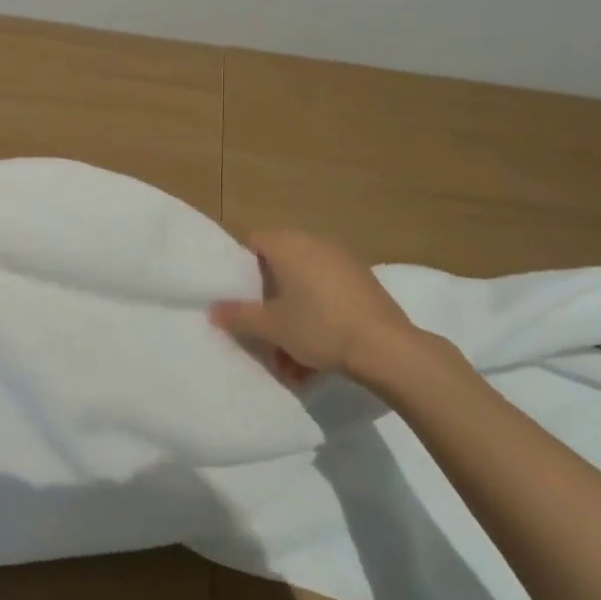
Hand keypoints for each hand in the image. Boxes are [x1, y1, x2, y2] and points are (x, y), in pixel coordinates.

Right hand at [208, 228, 417, 390]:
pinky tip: (316, 356)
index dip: (239, 265)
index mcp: (288, 244)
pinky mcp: (363, 281)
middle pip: (279, 264)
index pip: (252, 241)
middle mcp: (314, 242)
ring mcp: (342, 260)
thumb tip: (213, 310)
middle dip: (268, 298)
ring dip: (292, 315)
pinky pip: (327, 294)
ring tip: (289, 358)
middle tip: (261, 326)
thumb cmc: (319, 327)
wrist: (386, 348)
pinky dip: (317, 317)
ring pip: (304, 285)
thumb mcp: (271, 326)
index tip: (236, 294)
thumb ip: (239, 315)